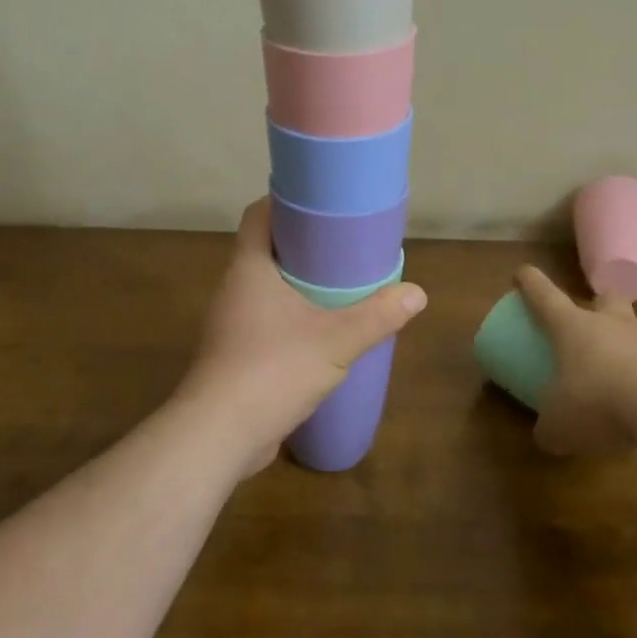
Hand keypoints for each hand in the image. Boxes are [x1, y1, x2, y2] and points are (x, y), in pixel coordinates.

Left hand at [180, 198, 426, 474]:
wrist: (218, 436)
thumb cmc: (272, 370)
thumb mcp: (336, 341)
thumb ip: (377, 316)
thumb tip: (418, 293)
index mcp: (249, 269)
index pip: (258, 215)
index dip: (285, 202)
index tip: (321, 202)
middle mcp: (234, 289)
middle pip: (266, 251)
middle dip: (303, 246)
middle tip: (343, 246)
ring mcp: (231, 325)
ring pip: (266, 289)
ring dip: (297, 286)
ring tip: (338, 288)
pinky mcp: (234, 356)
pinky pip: (265, 322)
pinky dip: (291, 319)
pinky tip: (319, 335)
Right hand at [514, 265, 636, 456]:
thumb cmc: (596, 402)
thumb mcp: (559, 424)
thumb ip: (549, 428)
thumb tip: (545, 436)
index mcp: (573, 327)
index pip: (544, 295)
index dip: (530, 282)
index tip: (523, 273)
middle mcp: (612, 323)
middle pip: (607, 297)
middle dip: (601, 303)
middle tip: (597, 320)